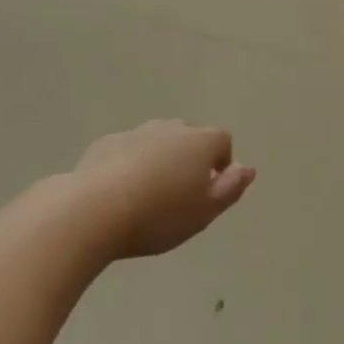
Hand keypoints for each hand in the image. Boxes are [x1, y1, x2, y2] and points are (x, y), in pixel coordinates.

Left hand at [72, 120, 255, 259]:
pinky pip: (128, 150)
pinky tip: (119, 193)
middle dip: (190, 159)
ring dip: (160, 160)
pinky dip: (130, 164)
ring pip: (157, 141)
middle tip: (180, 195)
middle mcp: (171, 128)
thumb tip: (248, 168)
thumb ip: (231, 188)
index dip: (221, 164)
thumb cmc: (160, 215)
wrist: (95, 209)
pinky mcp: (107, 142)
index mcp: (200, 142)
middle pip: (190, 137)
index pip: (222, 141)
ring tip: (149, 195)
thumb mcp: (205, 212)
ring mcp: (136, 132)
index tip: (210, 192)